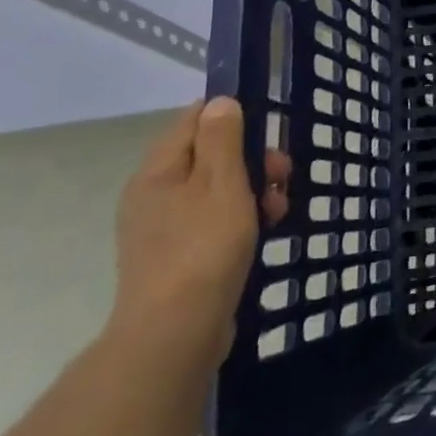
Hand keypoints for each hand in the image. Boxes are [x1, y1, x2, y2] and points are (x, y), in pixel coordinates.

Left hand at [107, 97, 290, 371]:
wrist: (175, 333)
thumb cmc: (203, 247)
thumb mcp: (222, 183)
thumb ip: (222, 139)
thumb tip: (220, 102)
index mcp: (158, 172)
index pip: (193, 120)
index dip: (232, 117)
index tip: (267, 131)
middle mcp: (154, 195)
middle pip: (209, 156)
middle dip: (252, 159)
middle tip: (282, 176)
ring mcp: (163, 228)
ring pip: (217, 190)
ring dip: (253, 191)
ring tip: (278, 210)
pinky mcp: (178, 257)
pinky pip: (214, 221)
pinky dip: (241, 219)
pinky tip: (264, 233)